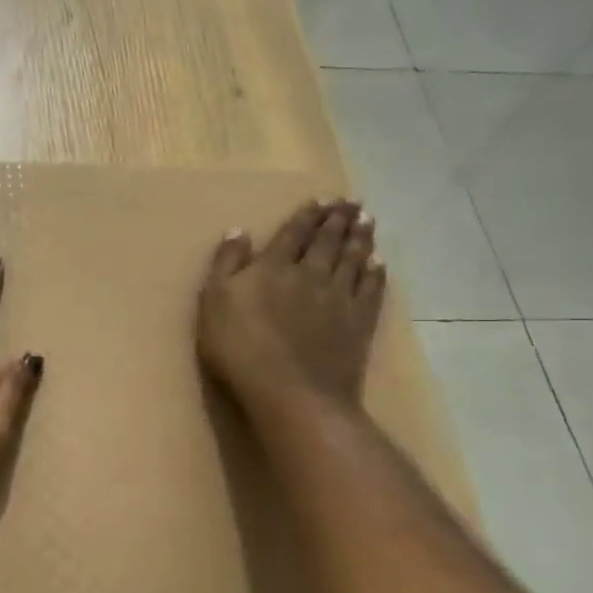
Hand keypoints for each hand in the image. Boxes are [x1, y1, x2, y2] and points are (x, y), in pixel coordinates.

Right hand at [197, 200, 386, 414]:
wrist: (290, 392)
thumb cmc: (240, 348)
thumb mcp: (214, 303)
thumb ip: (226, 265)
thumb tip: (238, 230)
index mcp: (274, 267)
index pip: (293, 233)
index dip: (307, 215)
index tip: (322, 200)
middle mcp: (310, 274)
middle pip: (328, 241)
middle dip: (338, 219)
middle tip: (351, 201)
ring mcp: (338, 298)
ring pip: (353, 259)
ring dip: (361, 237)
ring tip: (367, 219)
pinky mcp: (358, 323)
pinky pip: (371, 289)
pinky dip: (376, 272)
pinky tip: (379, 262)